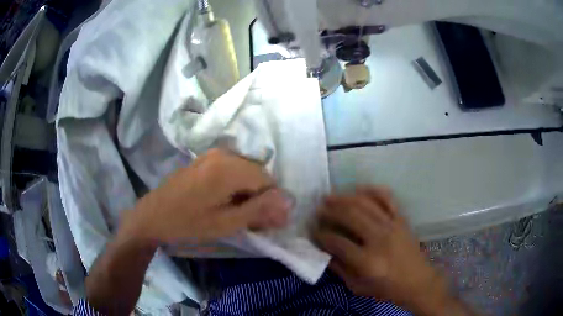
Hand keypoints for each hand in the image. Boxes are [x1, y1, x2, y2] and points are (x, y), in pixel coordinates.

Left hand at [122, 149, 291, 246]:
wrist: (152, 216)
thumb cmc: (188, 223)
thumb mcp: (226, 223)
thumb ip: (259, 210)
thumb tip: (290, 203)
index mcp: (229, 167)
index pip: (267, 180)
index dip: (270, 202)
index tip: (262, 222)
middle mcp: (223, 154)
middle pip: (257, 173)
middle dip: (259, 197)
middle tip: (248, 220)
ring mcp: (211, 155)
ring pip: (245, 171)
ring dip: (247, 192)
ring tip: (235, 213)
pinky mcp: (204, 160)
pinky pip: (231, 169)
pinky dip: (235, 186)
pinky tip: (223, 201)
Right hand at [312, 186, 461, 314]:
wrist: (418, 282)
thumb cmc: (387, 289)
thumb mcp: (357, 287)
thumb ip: (339, 269)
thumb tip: (324, 251)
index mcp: (367, 261)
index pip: (337, 242)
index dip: (321, 235)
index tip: (312, 230)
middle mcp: (379, 239)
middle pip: (350, 216)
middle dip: (330, 210)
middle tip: (318, 209)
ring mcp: (392, 226)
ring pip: (365, 204)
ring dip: (345, 197)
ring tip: (331, 196)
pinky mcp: (402, 219)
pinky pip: (386, 198)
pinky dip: (372, 190)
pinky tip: (359, 189)